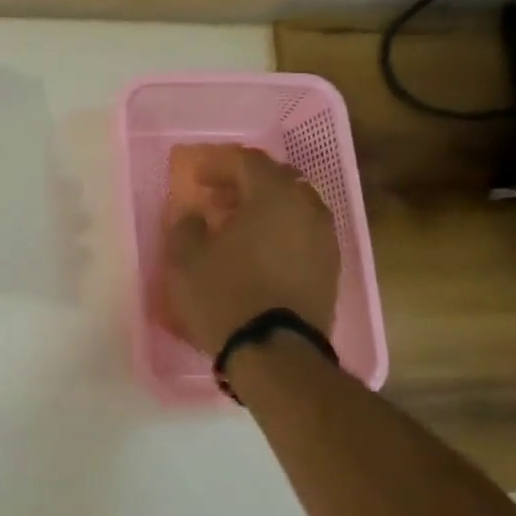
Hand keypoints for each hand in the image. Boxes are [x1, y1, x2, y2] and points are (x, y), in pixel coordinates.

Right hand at [160, 144, 339, 355]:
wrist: (275, 353)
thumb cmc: (224, 296)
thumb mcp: (185, 259)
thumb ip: (186, 226)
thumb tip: (195, 215)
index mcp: (274, 195)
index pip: (248, 161)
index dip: (218, 164)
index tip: (196, 177)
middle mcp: (308, 209)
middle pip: (277, 180)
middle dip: (245, 184)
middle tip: (216, 198)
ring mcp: (325, 240)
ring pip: (293, 208)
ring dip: (264, 210)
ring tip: (235, 228)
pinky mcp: (329, 270)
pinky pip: (302, 235)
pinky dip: (278, 234)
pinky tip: (256, 253)